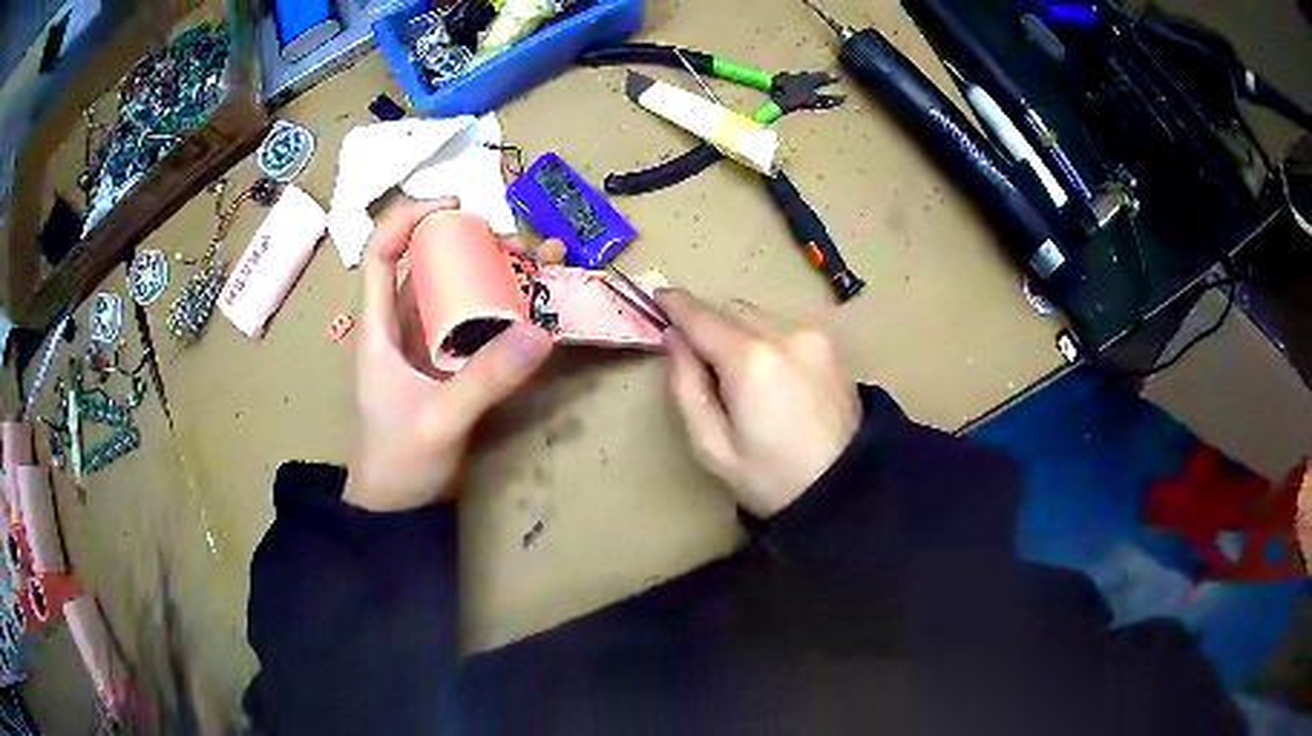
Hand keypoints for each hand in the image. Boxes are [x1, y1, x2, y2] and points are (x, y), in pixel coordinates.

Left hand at [345, 198, 553, 511]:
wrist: (398, 510)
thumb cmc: (398, 462)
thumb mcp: (440, 420)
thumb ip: (486, 379)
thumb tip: (541, 330)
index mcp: (380, 326)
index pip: (382, 252)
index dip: (411, 217)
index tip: (458, 206)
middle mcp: (403, 326)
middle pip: (433, 265)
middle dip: (477, 245)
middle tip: (528, 249)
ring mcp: (429, 347)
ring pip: (460, 293)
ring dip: (499, 275)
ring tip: (546, 266)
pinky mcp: (450, 367)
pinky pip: (478, 326)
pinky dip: (506, 312)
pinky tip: (539, 308)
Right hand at [658, 290, 860, 517]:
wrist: (847, 489)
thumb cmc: (772, 479)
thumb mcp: (712, 446)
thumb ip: (686, 386)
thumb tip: (673, 339)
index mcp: (750, 361)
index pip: (701, 318)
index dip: (675, 305)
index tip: (657, 297)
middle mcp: (784, 334)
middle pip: (731, 311)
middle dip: (710, 327)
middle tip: (702, 365)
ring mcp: (813, 336)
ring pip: (758, 317)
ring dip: (739, 334)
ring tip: (742, 380)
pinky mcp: (830, 346)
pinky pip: (784, 329)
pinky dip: (766, 341)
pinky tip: (772, 379)